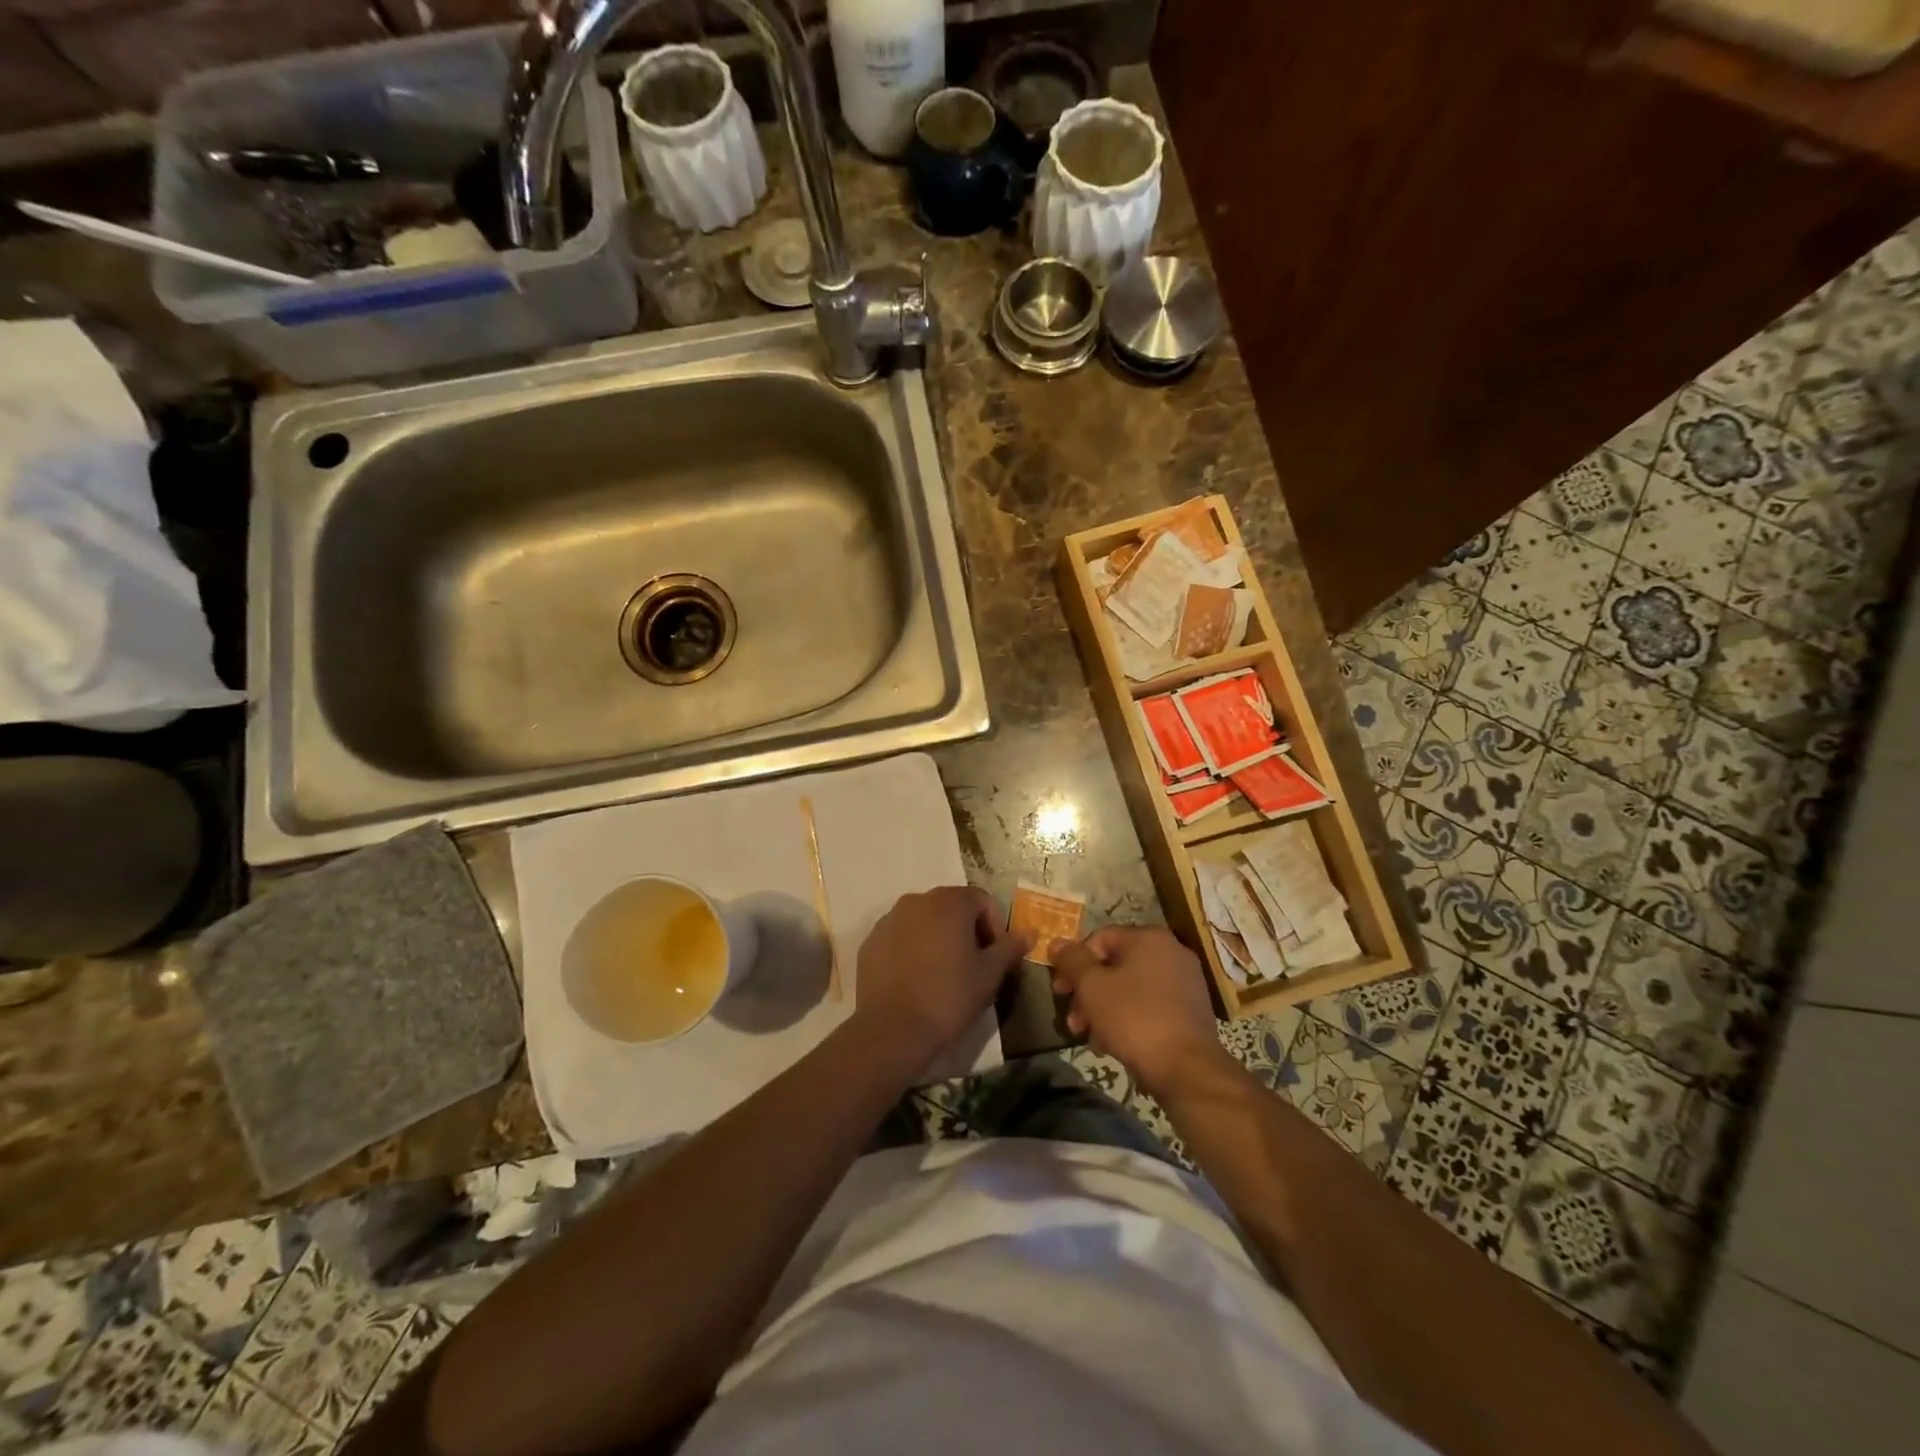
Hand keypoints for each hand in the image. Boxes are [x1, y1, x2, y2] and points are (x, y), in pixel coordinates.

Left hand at [854, 887, 1030, 1059]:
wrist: (892, 1029)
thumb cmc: (949, 996)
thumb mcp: (989, 975)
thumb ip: (1010, 948)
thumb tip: (1028, 933)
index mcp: (949, 901)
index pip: (982, 900)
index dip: (995, 926)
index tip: (996, 957)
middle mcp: (917, 900)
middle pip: (951, 906)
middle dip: (967, 930)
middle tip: (973, 965)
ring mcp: (889, 919)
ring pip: (924, 920)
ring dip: (938, 937)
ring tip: (944, 973)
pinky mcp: (870, 941)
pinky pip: (900, 936)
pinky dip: (912, 949)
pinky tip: (916, 979)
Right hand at [1051, 927, 1226, 1099]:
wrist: (1187, 1069)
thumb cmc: (1134, 1019)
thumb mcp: (1092, 987)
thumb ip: (1072, 960)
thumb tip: (1058, 942)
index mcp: (1148, 937)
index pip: (1099, 938)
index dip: (1073, 963)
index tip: (1060, 991)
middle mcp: (1171, 951)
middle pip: (1115, 964)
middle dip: (1088, 992)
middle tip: (1074, 1021)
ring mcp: (1185, 980)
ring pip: (1131, 987)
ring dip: (1105, 1008)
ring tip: (1091, 1037)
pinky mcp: (1192, 1009)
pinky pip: (1150, 1004)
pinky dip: (1130, 1017)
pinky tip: (1115, 1043)